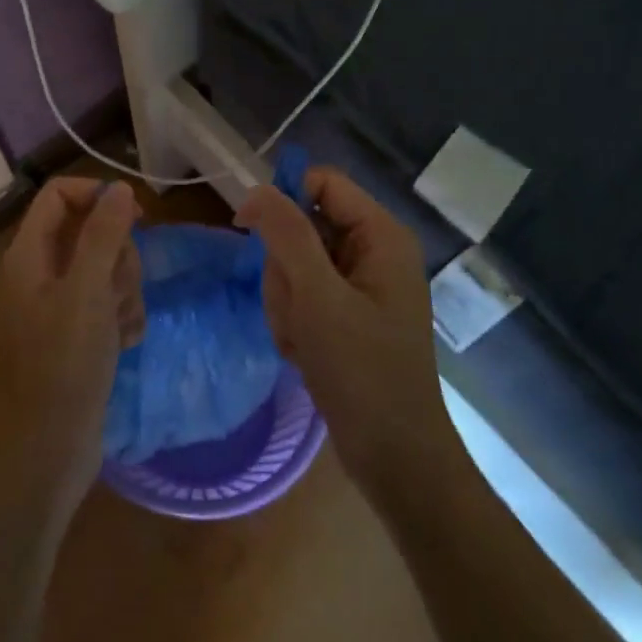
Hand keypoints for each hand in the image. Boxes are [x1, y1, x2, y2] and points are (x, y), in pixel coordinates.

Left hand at [0, 178, 142, 517]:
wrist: (49, 449)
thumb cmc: (63, 364)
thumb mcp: (87, 291)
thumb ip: (103, 233)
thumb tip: (119, 187)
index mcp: (29, 254)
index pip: (60, 195)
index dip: (96, 195)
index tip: (135, 217)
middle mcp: (41, 272)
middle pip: (90, 231)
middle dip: (118, 256)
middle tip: (118, 289)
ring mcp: (60, 305)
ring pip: (106, 268)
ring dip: (124, 290)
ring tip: (120, 325)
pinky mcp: (78, 334)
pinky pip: (109, 303)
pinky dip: (122, 317)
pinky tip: (124, 343)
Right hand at [237, 168, 453, 497]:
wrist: (395, 458)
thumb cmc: (362, 371)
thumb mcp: (318, 296)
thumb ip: (287, 234)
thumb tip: (258, 189)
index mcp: (381, 235)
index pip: (322, 183)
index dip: (283, 198)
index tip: (246, 228)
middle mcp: (374, 251)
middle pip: (303, 226)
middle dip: (285, 269)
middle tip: (296, 310)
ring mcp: (361, 285)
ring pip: (296, 264)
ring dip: (286, 301)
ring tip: (302, 339)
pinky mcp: (348, 314)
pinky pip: (303, 295)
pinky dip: (294, 322)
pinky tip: (305, 353)